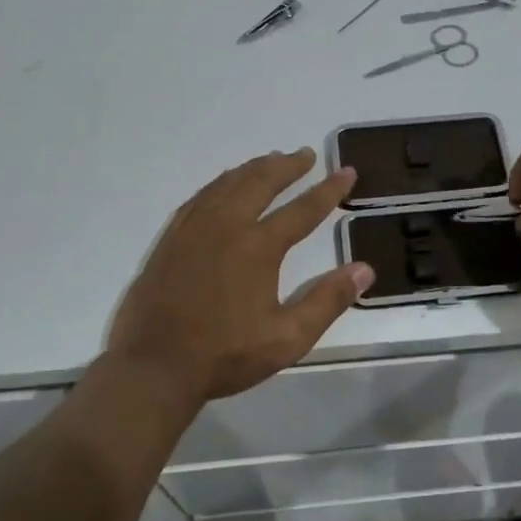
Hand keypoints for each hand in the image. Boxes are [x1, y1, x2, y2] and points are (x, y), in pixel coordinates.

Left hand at [108, 149, 374, 400]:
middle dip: (287, 166)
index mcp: (258, 247)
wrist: (156, 366)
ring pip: (227, 184)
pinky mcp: (170, 239)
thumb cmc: (226, 355)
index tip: (346, 172)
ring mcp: (193, 229)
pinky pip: (199, 197)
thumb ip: (328, 301)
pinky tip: (224, 185)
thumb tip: (364, 269)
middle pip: (260, 182)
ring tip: (270, 160)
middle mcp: (226, 227)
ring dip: (253, 168)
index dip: (328, 190)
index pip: (302, 210)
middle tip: (305, 155)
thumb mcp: (288, 338)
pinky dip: (219, 183)